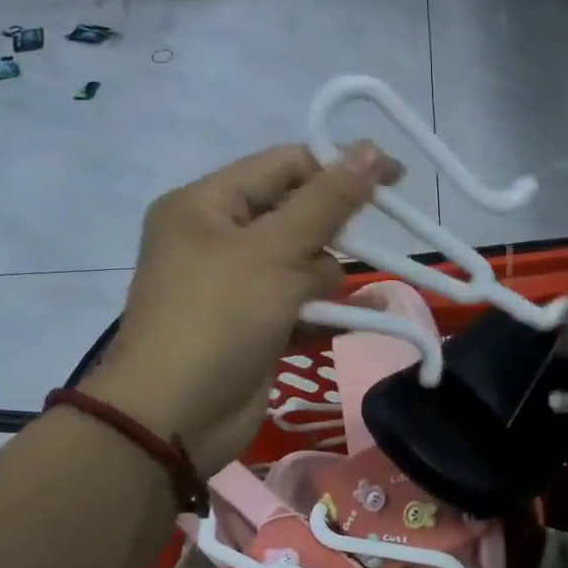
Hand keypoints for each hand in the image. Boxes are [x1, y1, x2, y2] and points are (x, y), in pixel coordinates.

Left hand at [83, 141, 399, 472]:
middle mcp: (218, 238)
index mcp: (206, 204)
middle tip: (365, 248)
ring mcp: (236, 286)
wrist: (174, 418)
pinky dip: (327, 310)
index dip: (339, 167)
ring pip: (304, 264)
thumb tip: (370, 149)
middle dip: (332, 233)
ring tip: (326, 301)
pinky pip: (301, 304)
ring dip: (329, 279)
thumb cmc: (219, 318)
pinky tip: (364, 315)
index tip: (394, 180)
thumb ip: (327, 201)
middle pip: (297, 215)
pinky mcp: (254, 326)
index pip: (284, 166)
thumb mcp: (275, 251)